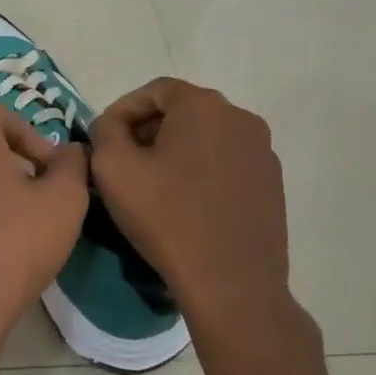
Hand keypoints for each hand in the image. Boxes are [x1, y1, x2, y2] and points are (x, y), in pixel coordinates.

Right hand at [89, 78, 307, 354]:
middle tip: (123, 161)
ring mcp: (262, 152)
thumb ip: (104, 131)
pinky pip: (226, 163)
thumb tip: (112, 126)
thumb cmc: (166, 217)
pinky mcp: (272, 184)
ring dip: (175, 151)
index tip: (104, 138)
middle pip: (183, 111)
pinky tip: (185, 203)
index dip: (123, 110)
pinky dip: (201, 171)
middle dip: (149, 130)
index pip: (154, 90)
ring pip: (206, 137)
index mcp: (204, 106)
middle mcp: (241, 118)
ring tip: (152, 184)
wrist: (231, 283)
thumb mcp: (113, 168)